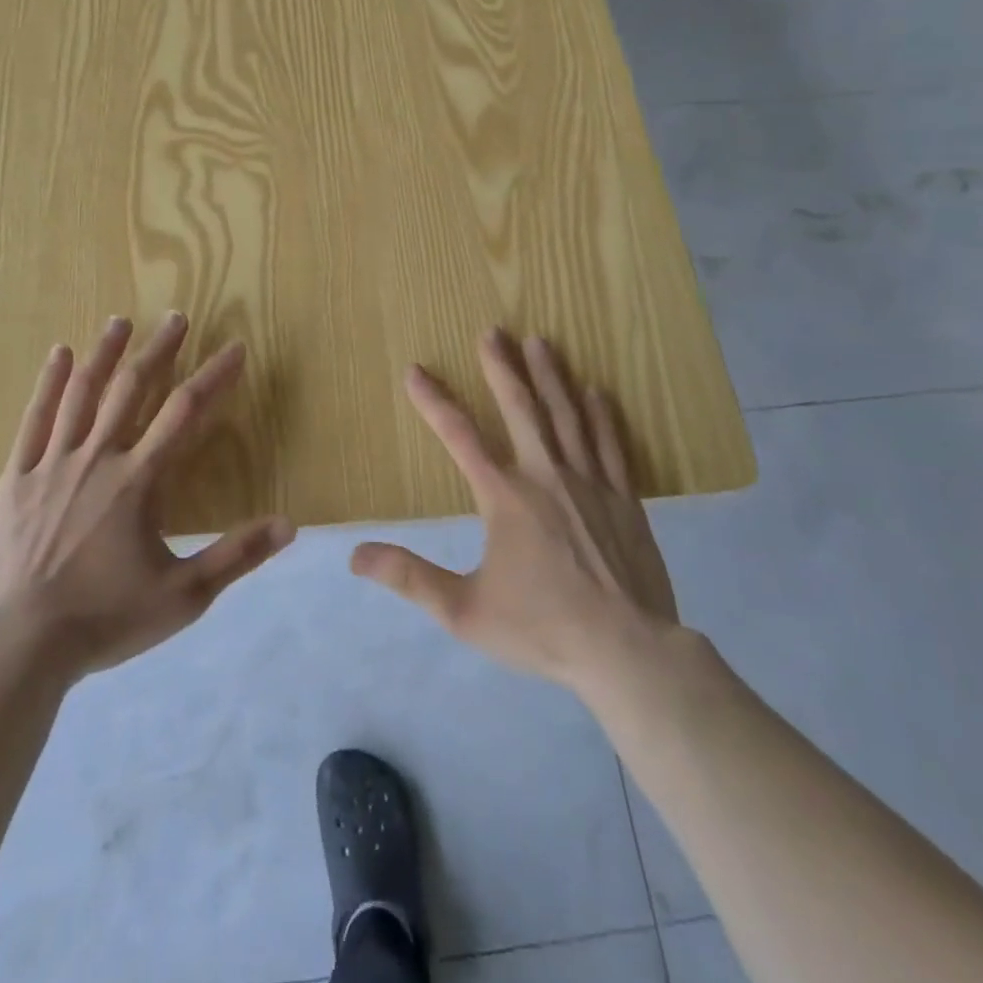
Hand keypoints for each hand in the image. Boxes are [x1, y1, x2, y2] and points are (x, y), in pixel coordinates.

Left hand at [0, 312, 294, 681]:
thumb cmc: (104, 619)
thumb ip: (237, 556)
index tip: (235, 348)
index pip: (186, 411)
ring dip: (105, 353)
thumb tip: (290, 525)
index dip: (215, 375)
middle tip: (176, 317)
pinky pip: (34, 419)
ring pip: (82, 393)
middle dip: (160, 350)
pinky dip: (49, 383)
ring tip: (121, 321)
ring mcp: (52, 463)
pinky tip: (60, 355)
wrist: (17, 645)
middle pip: (133, 388)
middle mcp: (98, 457)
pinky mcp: (16, 477)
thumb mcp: (183, 596)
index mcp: (139, 480)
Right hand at [351, 329, 678, 693]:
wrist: (627, 651)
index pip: (459, 437)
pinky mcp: (624, 497)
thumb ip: (410, 578)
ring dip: (550, 375)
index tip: (416, 371)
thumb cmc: (542, 628)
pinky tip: (595, 390)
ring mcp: (590, 482)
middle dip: (502, 367)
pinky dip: (599, 413)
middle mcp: (546, 476)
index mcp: (505, 498)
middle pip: (520, 408)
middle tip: (492, 332)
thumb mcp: (464, 610)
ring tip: (540, 341)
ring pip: (566, 415)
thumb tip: (355, 556)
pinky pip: (609, 443)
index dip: (434, 401)